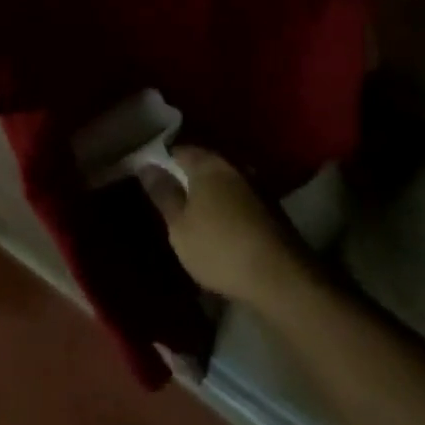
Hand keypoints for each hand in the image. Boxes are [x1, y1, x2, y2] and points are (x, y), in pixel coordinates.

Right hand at [143, 147, 314, 308]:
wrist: (277, 275)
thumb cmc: (219, 247)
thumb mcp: (180, 226)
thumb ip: (163, 194)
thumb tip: (147, 165)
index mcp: (208, 163)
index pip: (179, 150)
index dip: (163, 160)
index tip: (151, 175)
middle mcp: (233, 163)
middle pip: (204, 162)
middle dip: (188, 176)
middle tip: (171, 195)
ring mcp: (255, 182)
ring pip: (223, 180)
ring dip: (210, 192)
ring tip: (194, 213)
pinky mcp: (269, 205)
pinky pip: (239, 197)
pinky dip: (227, 205)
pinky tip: (221, 225)